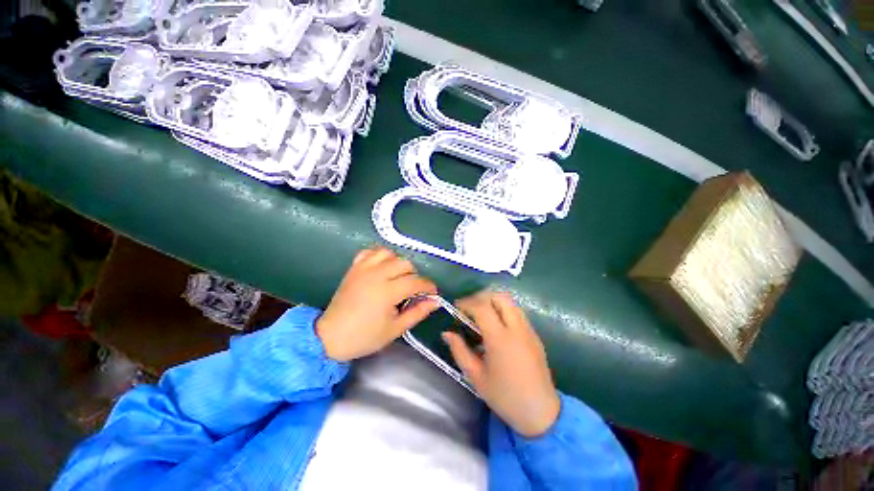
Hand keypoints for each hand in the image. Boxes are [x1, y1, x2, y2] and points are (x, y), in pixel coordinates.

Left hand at [316, 247, 438, 361]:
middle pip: (405, 264)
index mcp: (387, 291)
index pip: (416, 282)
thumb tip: (435, 301)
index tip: (432, 293)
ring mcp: (363, 268)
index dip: (428, 287)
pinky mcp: (354, 267)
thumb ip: (417, 312)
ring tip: (397, 277)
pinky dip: (380, 256)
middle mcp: (376, 274)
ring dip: (398, 263)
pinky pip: (370, 251)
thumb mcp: (395, 329)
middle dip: (414, 276)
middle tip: (412, 290)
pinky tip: (382, 267)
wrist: (330, 336)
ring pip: (390, 254)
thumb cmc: (365, 336)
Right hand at [443, 291, 559, 437]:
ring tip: (482, 315)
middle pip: (500, 297)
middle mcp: (516, 328)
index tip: (457, 307)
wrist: (540, 413)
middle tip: (470, 308)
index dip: (467, 303)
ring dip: (494, 302)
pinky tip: (497, 327)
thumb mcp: (476, 377)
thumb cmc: (504, 396)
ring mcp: (528, 330)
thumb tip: (447, 333)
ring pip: (510, 302)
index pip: (482, 307)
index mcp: (500, 339)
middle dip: (482, 297)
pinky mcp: (535, 335)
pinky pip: (518, 313)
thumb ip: (459, 351)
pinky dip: (504, 311)